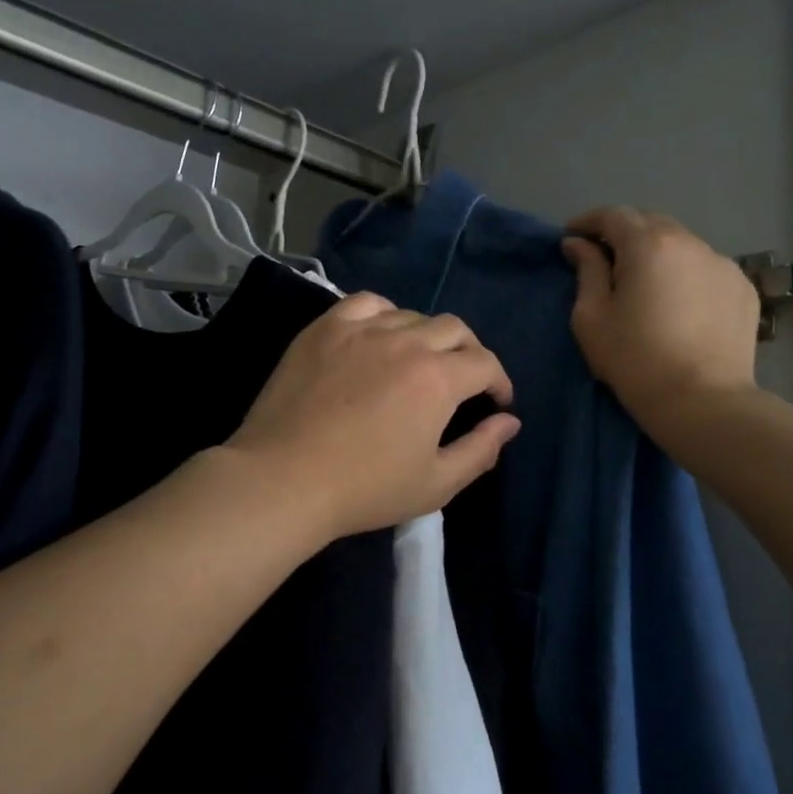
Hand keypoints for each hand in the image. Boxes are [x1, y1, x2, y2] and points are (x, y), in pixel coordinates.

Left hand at [227, 293, 520, 539]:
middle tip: (464, 382)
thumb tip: (509, 422)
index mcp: (437, 378)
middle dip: (470, 354)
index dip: (499, 382)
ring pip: (411, 315)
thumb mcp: (435, 484)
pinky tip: (379, 335)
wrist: (283, 479)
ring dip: (428, 336)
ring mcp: (360, 330)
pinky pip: (365, 304)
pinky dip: (384, 314)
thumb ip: (480, 450)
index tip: (496, 402)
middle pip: (454, 329)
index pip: (485, 363)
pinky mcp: (324, 329)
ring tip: (420, 362)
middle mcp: (404, 341)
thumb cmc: (364, 489)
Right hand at [561, 207, 758, 428]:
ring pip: (682, 244)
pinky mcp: (742, 288)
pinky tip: (678, 302)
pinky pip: (705, 268)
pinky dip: (685, 274)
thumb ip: (586, 271)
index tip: (572, 237)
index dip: (588, 222)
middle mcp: (690, 242)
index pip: (613, 215)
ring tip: (644, 282)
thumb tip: (578, 244)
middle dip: (624, 233)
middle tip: (605, 259)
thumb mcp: (592, 317)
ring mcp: (722, 263)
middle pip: (650, 222)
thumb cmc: (635, 359)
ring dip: (658, 253)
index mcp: (648, 245)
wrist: (703, 400)